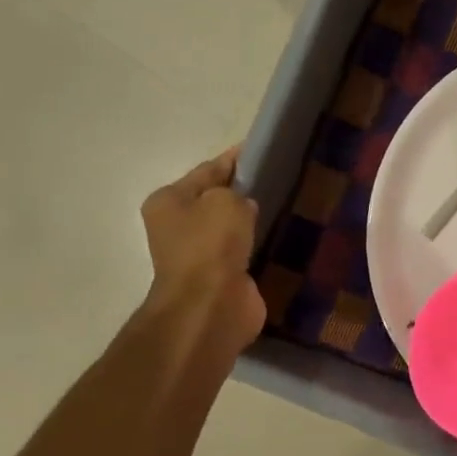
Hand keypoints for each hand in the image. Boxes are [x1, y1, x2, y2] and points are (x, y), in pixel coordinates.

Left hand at [140, 146, 265, 356]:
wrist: (210, 306)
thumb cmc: (211, 245)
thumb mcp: (225, 200)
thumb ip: (237, 192)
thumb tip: (245, 204)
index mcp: (169, 201)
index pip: (208, 170)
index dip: (237, 159)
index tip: (267, 149)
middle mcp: (178, 226)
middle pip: (218, 199)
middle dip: (246, 191)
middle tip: (284, 178)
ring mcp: (200, 254)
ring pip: (232, 227)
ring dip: (254, 221)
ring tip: (288, 205)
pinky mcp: (222, 277)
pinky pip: (245, 252)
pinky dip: (260, 245)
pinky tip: (283, 236)